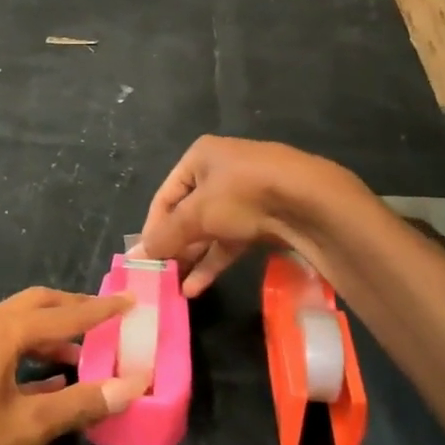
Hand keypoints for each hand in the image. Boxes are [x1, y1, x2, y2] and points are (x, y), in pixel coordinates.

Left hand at [0, 288, 139, 444]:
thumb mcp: (29, 427)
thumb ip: (80, 403)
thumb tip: (131, 386)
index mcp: (0, 331)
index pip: (63, 314)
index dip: (100, 311)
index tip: (131, 303)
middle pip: (36, 307)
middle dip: (73, 311)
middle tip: (109, 321)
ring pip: (19, 329)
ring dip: (52, 337)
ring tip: (88, 356)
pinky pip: (4, 349)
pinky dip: (32, 357)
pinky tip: (53, 382)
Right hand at [138, 136, 346, 295]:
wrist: (310, 201)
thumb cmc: (242, 194)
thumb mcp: (196, 215)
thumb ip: (165, 237)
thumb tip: (134, 257)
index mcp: (200, 157)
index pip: (165, 197)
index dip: (153, 228)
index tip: (146, 259)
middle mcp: (221, 170)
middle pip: (187, 214)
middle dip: (175, 246)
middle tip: (161, 275)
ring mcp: (246, 194)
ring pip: (210, 229)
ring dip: (193, 258)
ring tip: (175, 287)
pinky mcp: (265, 217)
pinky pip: (231, 240)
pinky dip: (214, 260)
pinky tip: (197, 286)